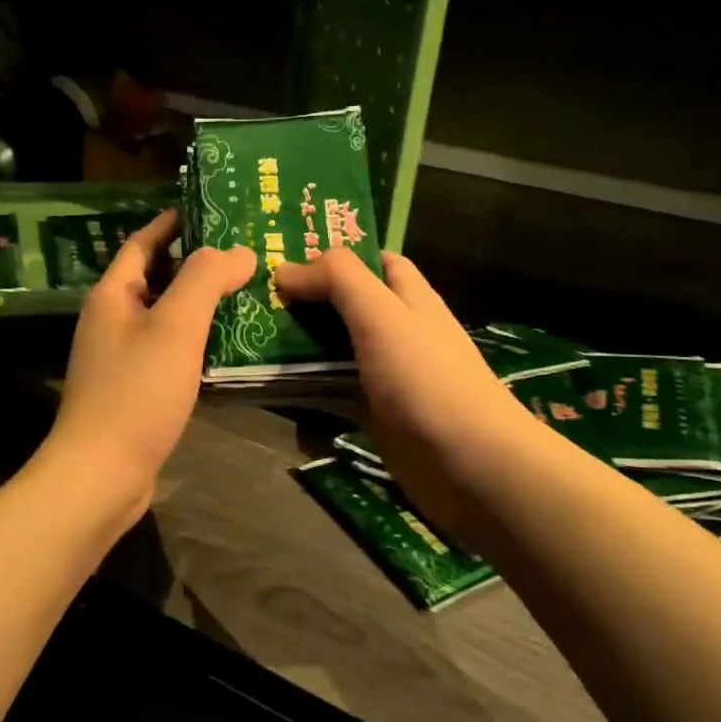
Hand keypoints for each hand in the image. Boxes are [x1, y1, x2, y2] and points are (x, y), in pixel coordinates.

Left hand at [40, 210, 254, 529]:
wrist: (101, 474)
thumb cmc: (136, 392)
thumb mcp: (175, 327)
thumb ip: (206, 280)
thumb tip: (239, 250)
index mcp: (113, 295)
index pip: (143, 243)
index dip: (174, 224)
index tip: (214, 211)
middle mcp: (112, 320)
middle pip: (156, 277)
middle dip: (196, 263)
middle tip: (245, 253)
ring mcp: (120, 357)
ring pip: (165, 316)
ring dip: (200, 303)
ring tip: (247, 292)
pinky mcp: (134, 390)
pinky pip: (168, 350)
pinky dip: (196, 340)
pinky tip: (229, 345)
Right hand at [273, 250, 530, 554]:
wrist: (470, 465)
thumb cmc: (427, 379)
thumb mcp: (383, 315)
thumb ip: (339, 280)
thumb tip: (286, 269)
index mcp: (409, 298)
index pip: (375, 262)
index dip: (336, 256)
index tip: (287, 259)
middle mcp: (398, 332)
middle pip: (347, 306)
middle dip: (307, 301)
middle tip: (254, 300)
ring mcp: (386, 376)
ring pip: (336, 351)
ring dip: (300, 347)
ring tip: (250, 340)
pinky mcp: (376, 415)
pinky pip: (334, 394)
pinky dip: (307, 391)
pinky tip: (272, 390)